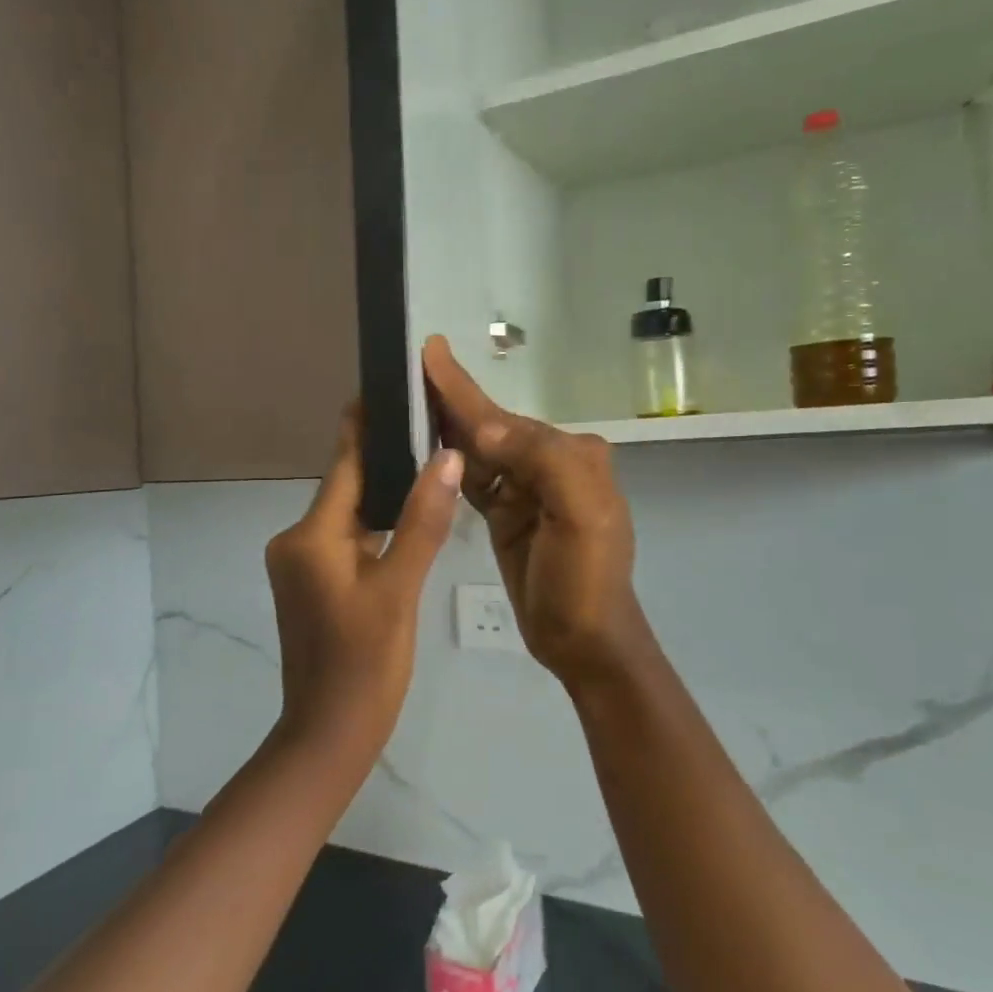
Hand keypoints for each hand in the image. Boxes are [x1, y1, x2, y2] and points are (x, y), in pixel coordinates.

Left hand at [265, 404, 462, 762]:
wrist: (329, 736)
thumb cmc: (364, 665)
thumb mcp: (399, 590)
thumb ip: (422, 521)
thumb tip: (446, 457)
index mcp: (310, 535)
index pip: (343, 464)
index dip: (365, 425)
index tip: (387, 386)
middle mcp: (297, 541)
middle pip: (347, 487)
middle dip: (384, 458)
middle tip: (430, 424)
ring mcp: (302, 565)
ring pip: (350, 516)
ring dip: (384, 494)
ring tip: (429, 460)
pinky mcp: (314, 585)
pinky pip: (348, 542)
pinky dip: (376, 528)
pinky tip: (410, 516)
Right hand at [423, 337, 652, 689]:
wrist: (584, 641)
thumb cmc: (584, 578)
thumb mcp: (579, 515)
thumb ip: (539, 460)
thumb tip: (483, 428)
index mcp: (570, 455)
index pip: (506, 417)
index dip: (464, 388)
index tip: (432, 351)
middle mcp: (549, 463)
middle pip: (490, 426)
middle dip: (452, 399)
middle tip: (410, 369)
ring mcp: (526, 489)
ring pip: (479, 449)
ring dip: (447, 424)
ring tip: (408, 398)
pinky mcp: (507, 513)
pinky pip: (475, 477)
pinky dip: (452, 459)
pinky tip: (427, 443)